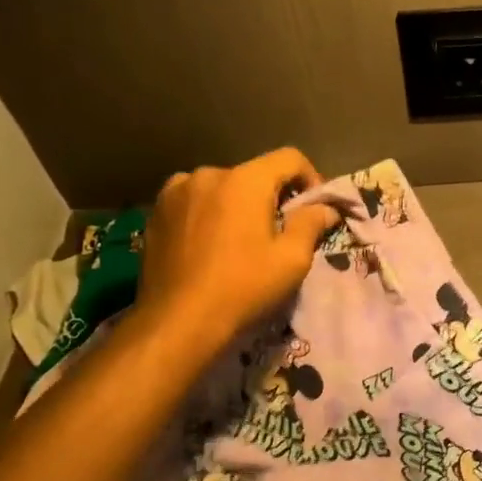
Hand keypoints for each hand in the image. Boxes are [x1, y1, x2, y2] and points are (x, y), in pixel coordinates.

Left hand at [134, 148, 342, 356]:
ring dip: (237, 205)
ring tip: (240, 240)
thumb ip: (311, 224)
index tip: (314, 209)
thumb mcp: (292, 260)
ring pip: (222, 187)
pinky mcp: (156, 212)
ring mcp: (177, 191)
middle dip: (272, 197)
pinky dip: (209, 213)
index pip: (290, 158)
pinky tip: (210, 244)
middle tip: (279, 232)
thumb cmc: (243, 288)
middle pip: (254, 174)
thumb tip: (325, 208)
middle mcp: (209, 174)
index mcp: (245, 180)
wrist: (177, 322)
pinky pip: (194, 201)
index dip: (310, 178)